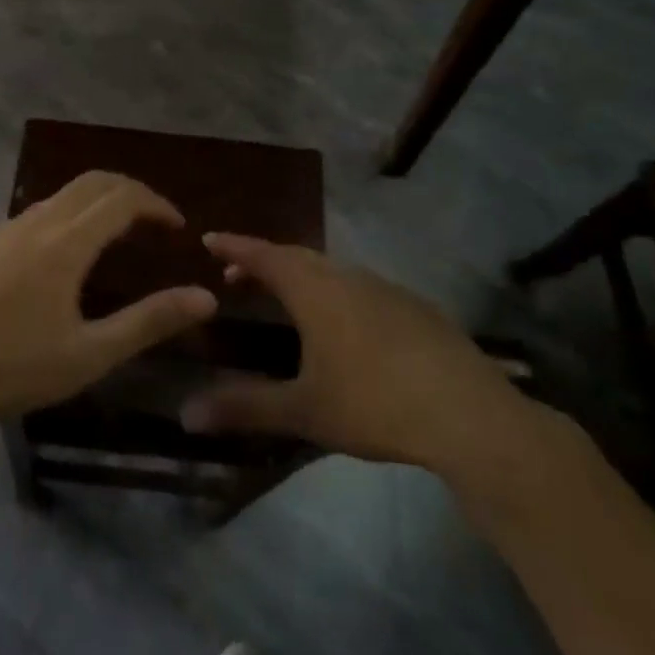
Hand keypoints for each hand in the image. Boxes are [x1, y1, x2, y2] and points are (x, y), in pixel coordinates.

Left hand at [0, 172, 216, 425]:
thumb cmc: (12, 368)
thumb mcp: (90, 353)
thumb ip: (149, 321)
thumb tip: (205, 297)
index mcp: (66, 242)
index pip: (123, 197)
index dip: (157, 204)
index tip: (177, 228)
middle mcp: (36, 222)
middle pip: (93, 182)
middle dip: (131, 192)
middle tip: (154, 223)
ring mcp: (4, 229)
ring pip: (62, 197)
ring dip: (97, 205)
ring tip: (117, 241)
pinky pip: (35, 216)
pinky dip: (67, 219)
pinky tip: (63, 262)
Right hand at [181, 234, 549, 487]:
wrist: (469, 414)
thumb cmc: (375, 404)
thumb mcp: (304, 410)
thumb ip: (245, 407)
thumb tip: (185, 415)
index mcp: (316, 291)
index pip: (265, 256)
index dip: (235, 247)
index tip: (209, 239)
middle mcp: (348, 278)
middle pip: (298, 256)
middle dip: (264, 260)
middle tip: (237, 276)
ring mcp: (387, 290)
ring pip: (333, 269)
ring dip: (302, 275)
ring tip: (286, 298)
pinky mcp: (416, 308)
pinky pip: (362, 287)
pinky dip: (336, 291)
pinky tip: (345, 325)